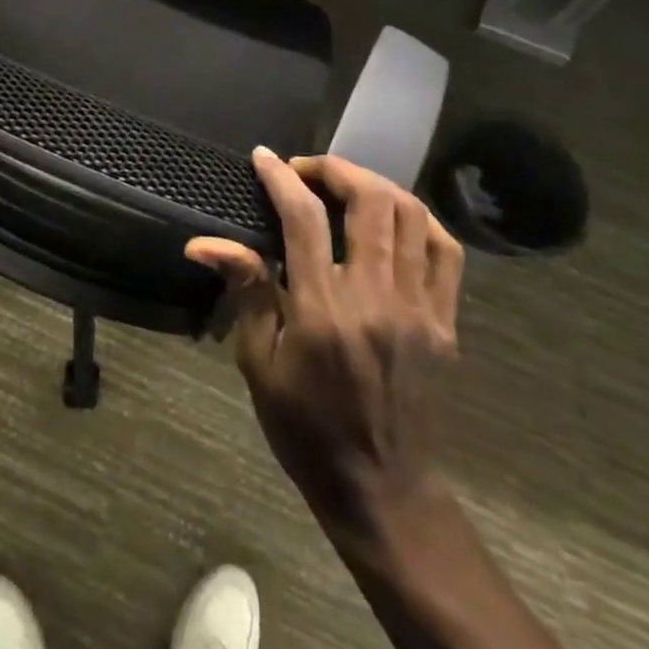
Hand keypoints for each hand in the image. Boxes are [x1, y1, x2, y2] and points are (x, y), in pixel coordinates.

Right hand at [187, 150, 463, 554]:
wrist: (382, 490)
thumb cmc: (306, 428)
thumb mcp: (260, 364)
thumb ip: (246, 291)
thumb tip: (203, 242)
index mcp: (323, 311)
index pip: (303, 219)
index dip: (281, 177)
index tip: (263, 157)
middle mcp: (376, 298)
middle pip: (369, 201)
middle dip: (333, 169)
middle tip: (305, 171)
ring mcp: (419, 308)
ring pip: (410, 215)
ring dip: (374, 184)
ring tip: (343, 184)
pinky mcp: (445, 322)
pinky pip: (445, 251)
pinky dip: (421, 218)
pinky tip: (395, 214)